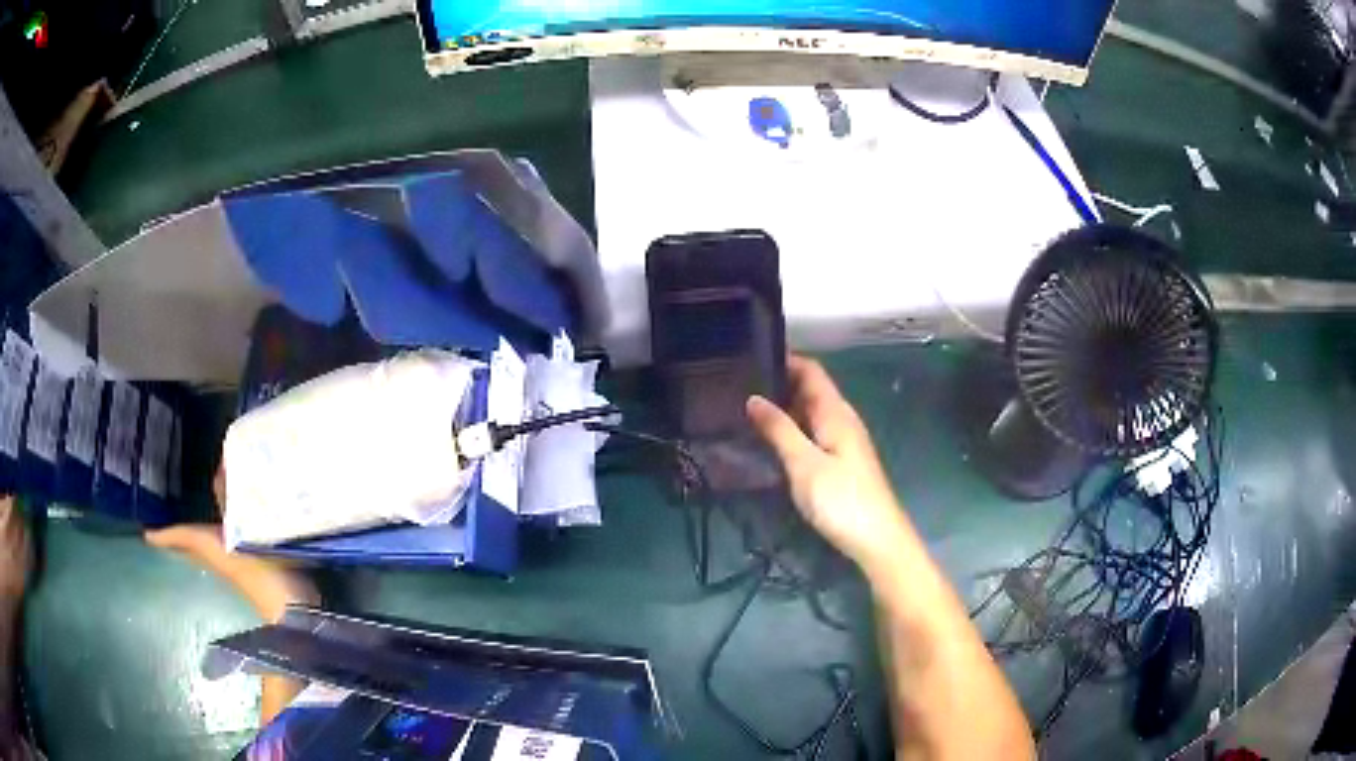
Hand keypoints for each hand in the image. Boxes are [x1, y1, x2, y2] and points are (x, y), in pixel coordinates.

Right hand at [747, 355, 911, 567]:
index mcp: (836, 413)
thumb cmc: (841, 500)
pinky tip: (770, 443)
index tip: (750, 357)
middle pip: (810, 390)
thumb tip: (753, 398)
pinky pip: (812, 434)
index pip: (811, 371)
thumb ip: (779, 430)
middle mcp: (842, 420)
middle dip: (778, 384)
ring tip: (745, 411)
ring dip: (783, 409)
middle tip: (737, 386)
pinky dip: (791, 431)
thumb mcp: (804, 464)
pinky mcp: (841, 463)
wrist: (877, 540)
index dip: (784, 359)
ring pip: (810, 414)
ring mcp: (843, 442)